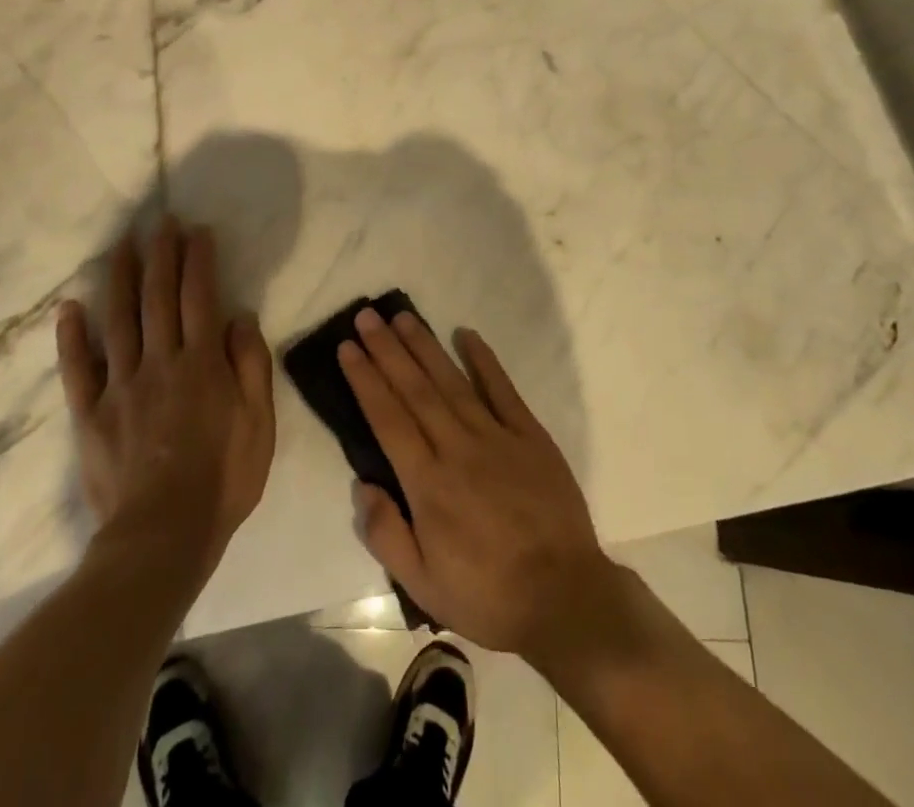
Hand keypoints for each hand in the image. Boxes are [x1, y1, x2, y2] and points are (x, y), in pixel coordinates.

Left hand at [57, 220, 275, 570]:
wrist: (163, 537)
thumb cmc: (223, 479)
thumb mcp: (259, 424)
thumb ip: (251, 366)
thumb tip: (240, 317)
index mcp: (201, 363)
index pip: (200, 297)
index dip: (198, 260)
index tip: (197, 231)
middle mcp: (159, 362)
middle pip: (158, 297)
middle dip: (161, 255)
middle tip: (161, 222)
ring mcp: (120, 386)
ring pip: (118, 319)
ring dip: (120, 277)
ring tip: (122, 245)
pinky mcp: (91, 414)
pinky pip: (78, 369)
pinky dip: (72, 336)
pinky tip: (70, 307)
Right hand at [339, 308, 614, 657]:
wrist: (566, 598)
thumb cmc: (488, 595)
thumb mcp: (424, 585)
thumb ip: (387, 534)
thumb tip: (362, 484)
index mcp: (428, 483)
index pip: (388, 418)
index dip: (365, 379)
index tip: (348, 347)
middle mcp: (457, 448)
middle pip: (415, 389)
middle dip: (387, 350)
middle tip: (367, 315)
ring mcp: (496, 437)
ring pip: (452, 381)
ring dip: (424, 346)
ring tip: (403, 316)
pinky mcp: (530, 435)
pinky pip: (503, 389)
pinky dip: (484, 359)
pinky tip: (466, 334)